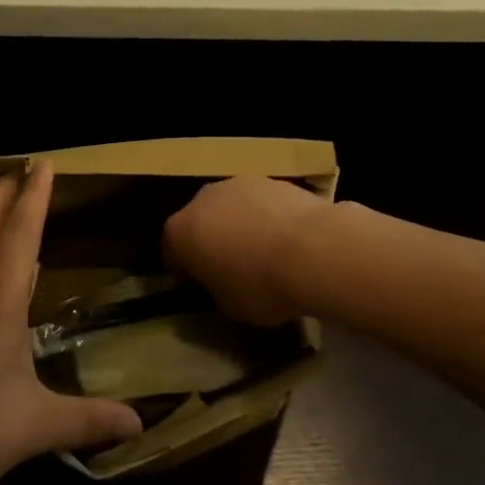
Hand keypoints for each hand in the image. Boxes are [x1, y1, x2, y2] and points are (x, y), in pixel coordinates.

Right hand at [162, 176, 331, 325]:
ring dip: (238, 224)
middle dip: (210, 240)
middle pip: (199, 221)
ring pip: (230, 207)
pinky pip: (259, 202)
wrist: (314, 249)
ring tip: (263, 251)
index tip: (199, 285)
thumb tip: (220, 280)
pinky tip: (286, 239)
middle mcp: (203, 198)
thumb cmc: (261, 285)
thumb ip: (215, 288)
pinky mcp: (272, 178)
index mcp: (181, 231)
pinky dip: (265, 216)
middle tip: (230, 267)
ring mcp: (238, 183)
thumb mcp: (228, 305)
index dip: (183, 270)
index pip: (171, 251)